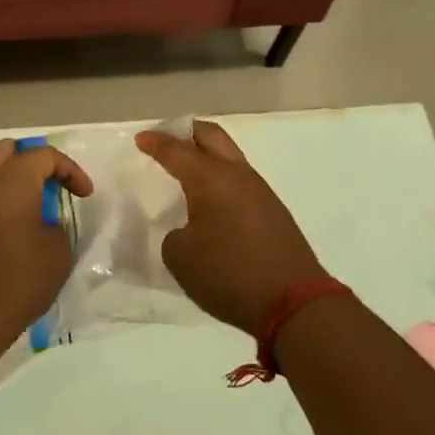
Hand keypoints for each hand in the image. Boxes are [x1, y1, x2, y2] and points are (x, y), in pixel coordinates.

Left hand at [0, 139, 93, 345]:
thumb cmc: (18, 282)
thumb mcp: (57, 253)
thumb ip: (56, 225)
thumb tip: (43, 222)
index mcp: (11, 181)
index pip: (44, 155)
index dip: (71, 170)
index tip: (85, 195)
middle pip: (8, 151)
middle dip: (34, 161)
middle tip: (53, 185)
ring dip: (14, 183)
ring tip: (35, 210)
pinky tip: (12, 233)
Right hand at [135, 121, 326, 335]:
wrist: (293, 302)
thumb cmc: (228, 274)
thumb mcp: (180, 256)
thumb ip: (174, 234)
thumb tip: (188, 229)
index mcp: (210, 179)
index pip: (177, 150)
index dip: (156, 142)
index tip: (141, 139)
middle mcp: (238, 176)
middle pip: (212, 137)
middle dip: (188, 132)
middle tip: (168, 138)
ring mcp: (261, 192)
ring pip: (230, 158)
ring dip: (208, 156)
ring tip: (186, 171)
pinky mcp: (274, 213)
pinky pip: (241, 182)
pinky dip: (222, 180)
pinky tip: (211, 200)